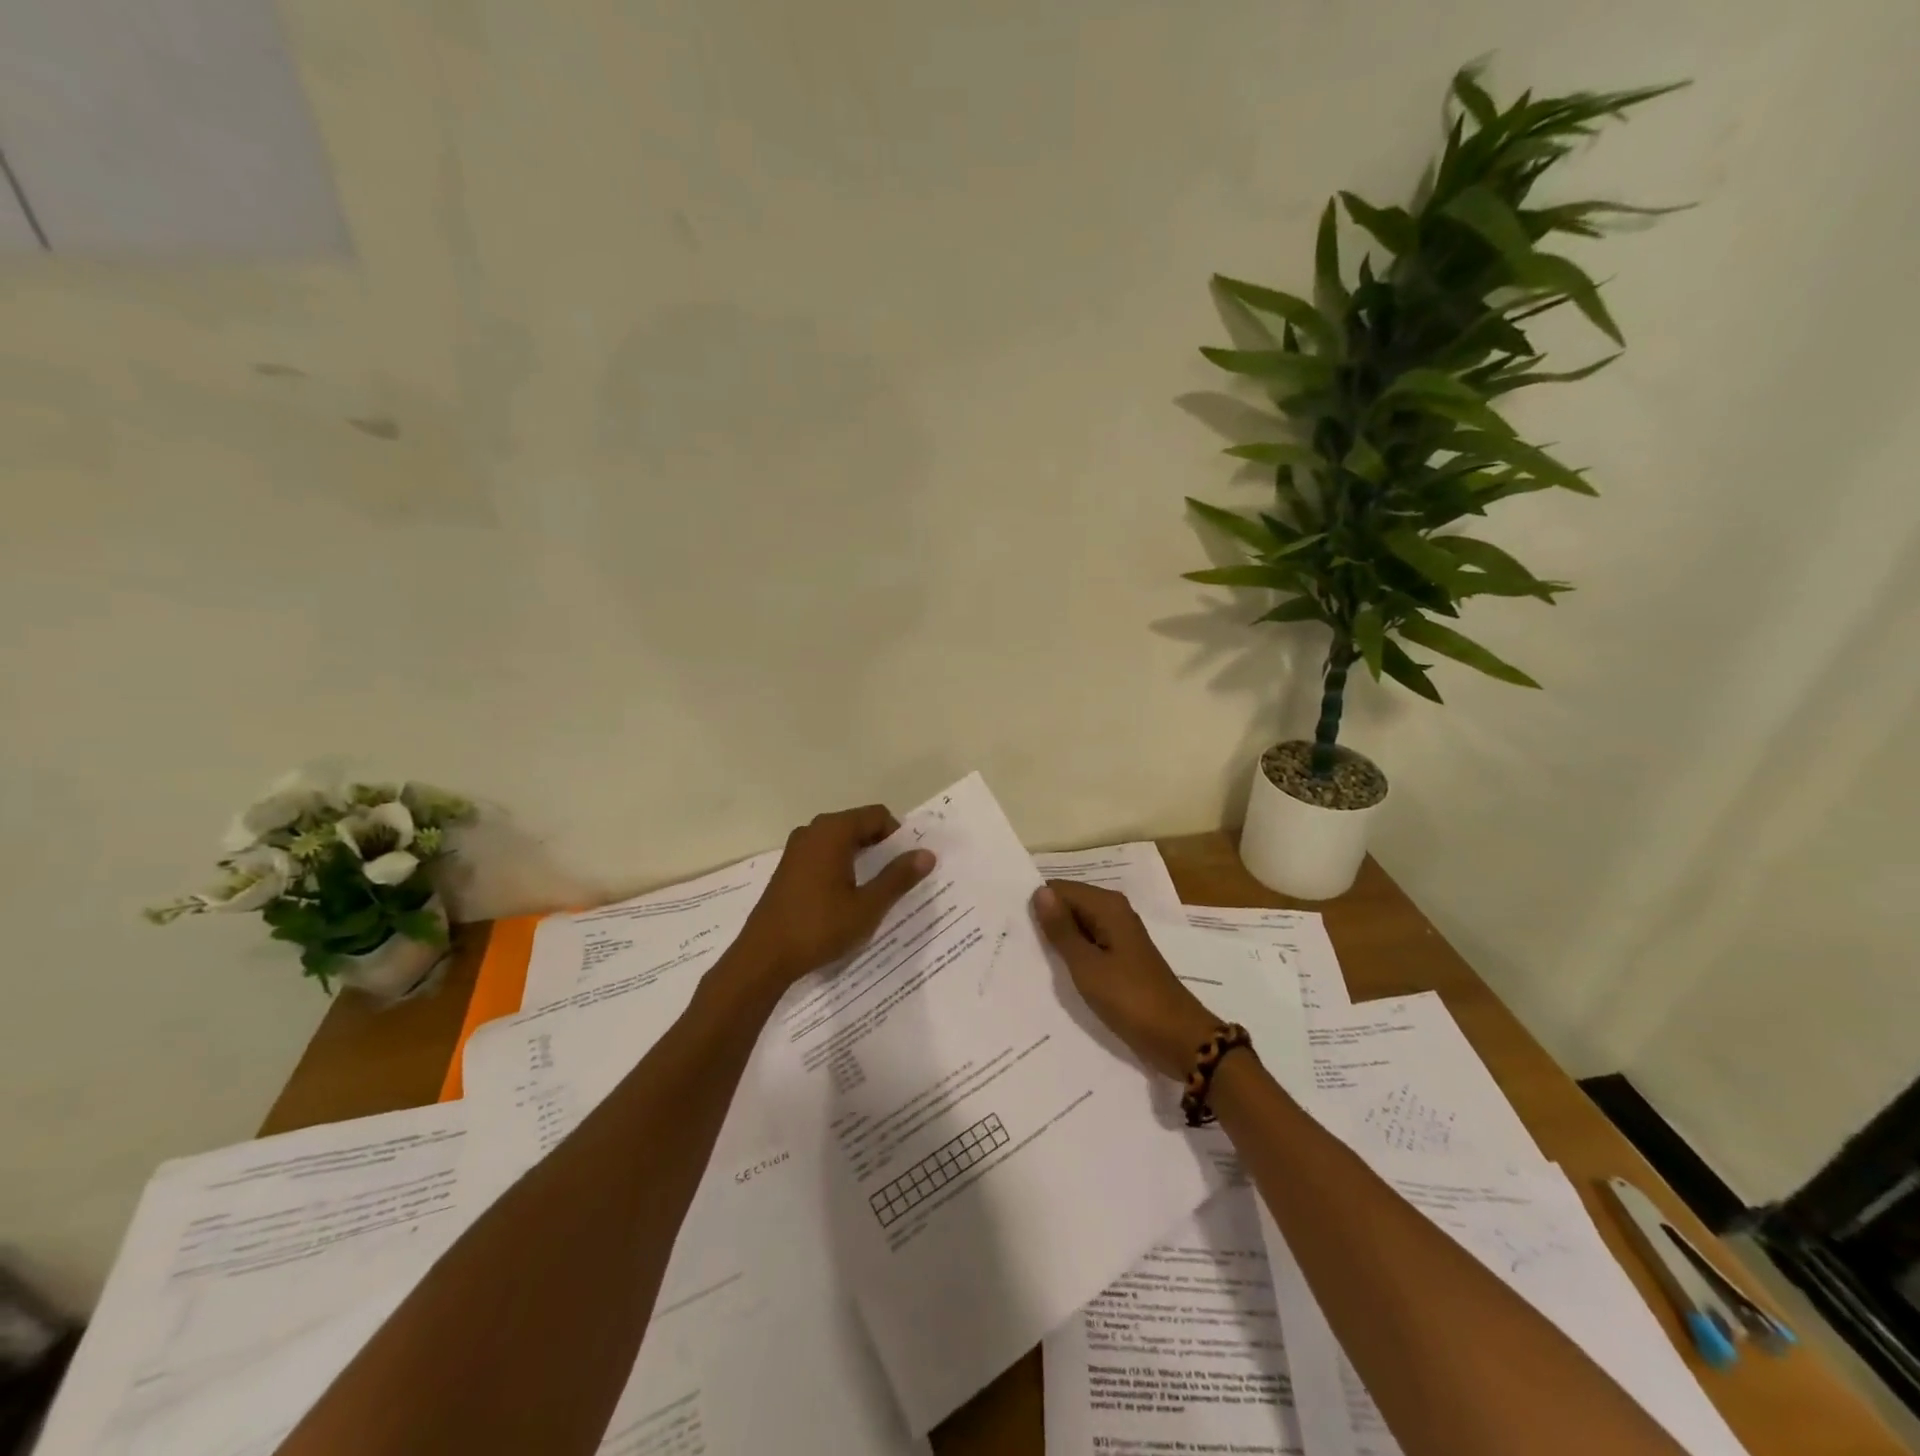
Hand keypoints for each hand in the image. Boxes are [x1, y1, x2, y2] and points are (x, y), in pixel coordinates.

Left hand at [735, 805, 934, 984]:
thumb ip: (898, 877)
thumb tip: (926, 854)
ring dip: (862, 857)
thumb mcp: (868, 906)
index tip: (909, 863)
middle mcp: (813, 830)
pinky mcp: (788, 867)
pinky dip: (842, 866)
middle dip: (881, 846)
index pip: (877, 816)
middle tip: (898, 877)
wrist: (764, 956)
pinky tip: (848, 896)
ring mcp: (796, 848)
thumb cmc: (819, 927)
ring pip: (840, 841)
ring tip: (877, 889)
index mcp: (833, 831)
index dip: (898, 835)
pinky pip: (824, 854)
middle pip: (858, 825)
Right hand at [1032, 880, 1221, 1080]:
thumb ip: (1061, 929)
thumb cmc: (1130, 999)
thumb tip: (1039, 892)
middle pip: (1069, 905)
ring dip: (1057, 940)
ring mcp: (1119, 936)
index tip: (1013, 926)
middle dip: (1045, 922)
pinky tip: (1054, 972)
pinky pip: (1088, 944)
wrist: (1178, 1038)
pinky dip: (1072, 954)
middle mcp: (1114, 913)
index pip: (1059, 889)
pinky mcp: (1121, 958)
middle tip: (1016, 945)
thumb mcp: (1087, 966)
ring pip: (1077, 926)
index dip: (1037, 905)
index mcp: (1107, 907)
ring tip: (1028, 959)